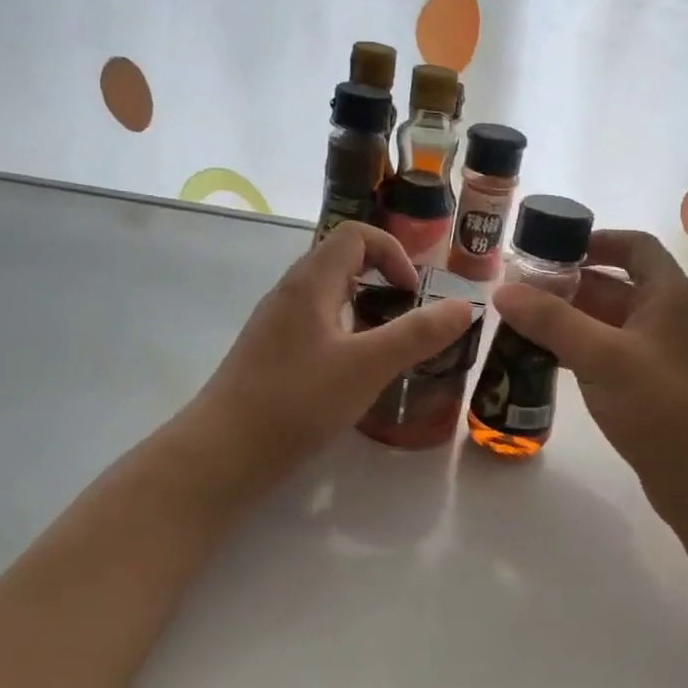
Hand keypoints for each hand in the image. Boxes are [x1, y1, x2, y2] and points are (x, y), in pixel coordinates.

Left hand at [175, 222, 474, 504]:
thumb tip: (465, 306)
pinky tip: (353, 375)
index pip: (355, 234)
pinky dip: (344, 336)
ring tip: (387, 347)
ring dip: (364, 310)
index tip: (412, 295)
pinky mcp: (270, 355)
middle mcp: (290, 294)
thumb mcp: (368, 366)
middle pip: (340, 262)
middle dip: (382, 281)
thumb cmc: (297, 400)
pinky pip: (315, 327)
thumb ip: (418, 334)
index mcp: (311, 283)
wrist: (222, 454)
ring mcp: (275, 326)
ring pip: (328, 297)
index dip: (392, 253)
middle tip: (407, 319)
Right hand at [492, 231, 687, 522]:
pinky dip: (578, 350)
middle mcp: (668, 316)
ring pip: (607, 322)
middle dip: (568, 285)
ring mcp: (660, 353)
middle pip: (615, 284)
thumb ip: (551, 320)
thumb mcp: (601, 356)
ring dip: (568, 321)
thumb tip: (503, 291)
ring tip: (519, 325)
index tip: (550, 250)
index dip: (595, 240)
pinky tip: (542, 360)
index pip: (635, 246)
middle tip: (518, 293)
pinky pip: (608, 353)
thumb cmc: (660, 406)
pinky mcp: (650, 385)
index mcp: (669, 295)